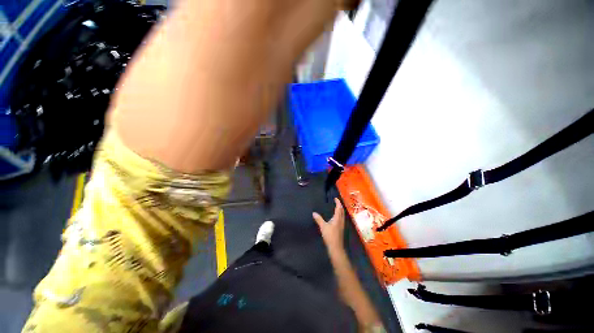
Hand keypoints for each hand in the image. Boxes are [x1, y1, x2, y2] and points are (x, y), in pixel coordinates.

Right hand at [313, 198, 345, 252]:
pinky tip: (336, 217)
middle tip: (336, 201)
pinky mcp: (341, 228)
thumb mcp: (323, 227)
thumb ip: (319, 219)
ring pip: (342, 215)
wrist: (336, 247)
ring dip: (340, 210)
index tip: (335, 198)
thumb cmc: (330, 236)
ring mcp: (342, 225)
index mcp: (337, 218)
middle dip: (340, 205)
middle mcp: (341, 220)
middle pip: (342, 211)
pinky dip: (340, 214)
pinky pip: (341, 218)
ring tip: (336, 207)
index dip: (338, 202)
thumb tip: (314, 213)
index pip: (339, 208)